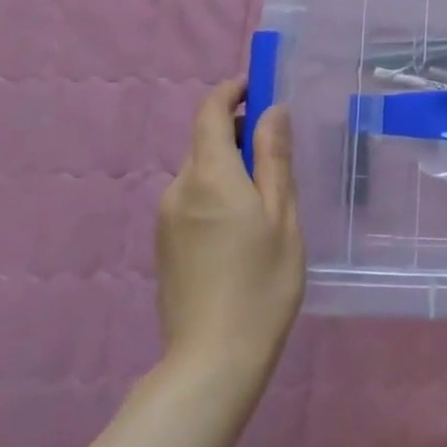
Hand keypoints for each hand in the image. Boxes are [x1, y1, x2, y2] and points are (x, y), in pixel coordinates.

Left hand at [154, 78, 304, 385]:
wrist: (212, 359)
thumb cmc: (262, 283)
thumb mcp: (283, 216)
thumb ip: (274, 158)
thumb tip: (272, 110)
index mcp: (210, 176)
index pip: (210, 112)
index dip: (232, 91)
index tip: (259, 88)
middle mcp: (178, 188)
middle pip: (204, 141)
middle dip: (238, 132)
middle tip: (278, 151)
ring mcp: (166, 217)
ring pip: (199, 171)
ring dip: (229, 165)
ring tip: (267, 198)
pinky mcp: (164, 243)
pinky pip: (192, 198)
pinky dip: (217, 191)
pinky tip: (243, 226)